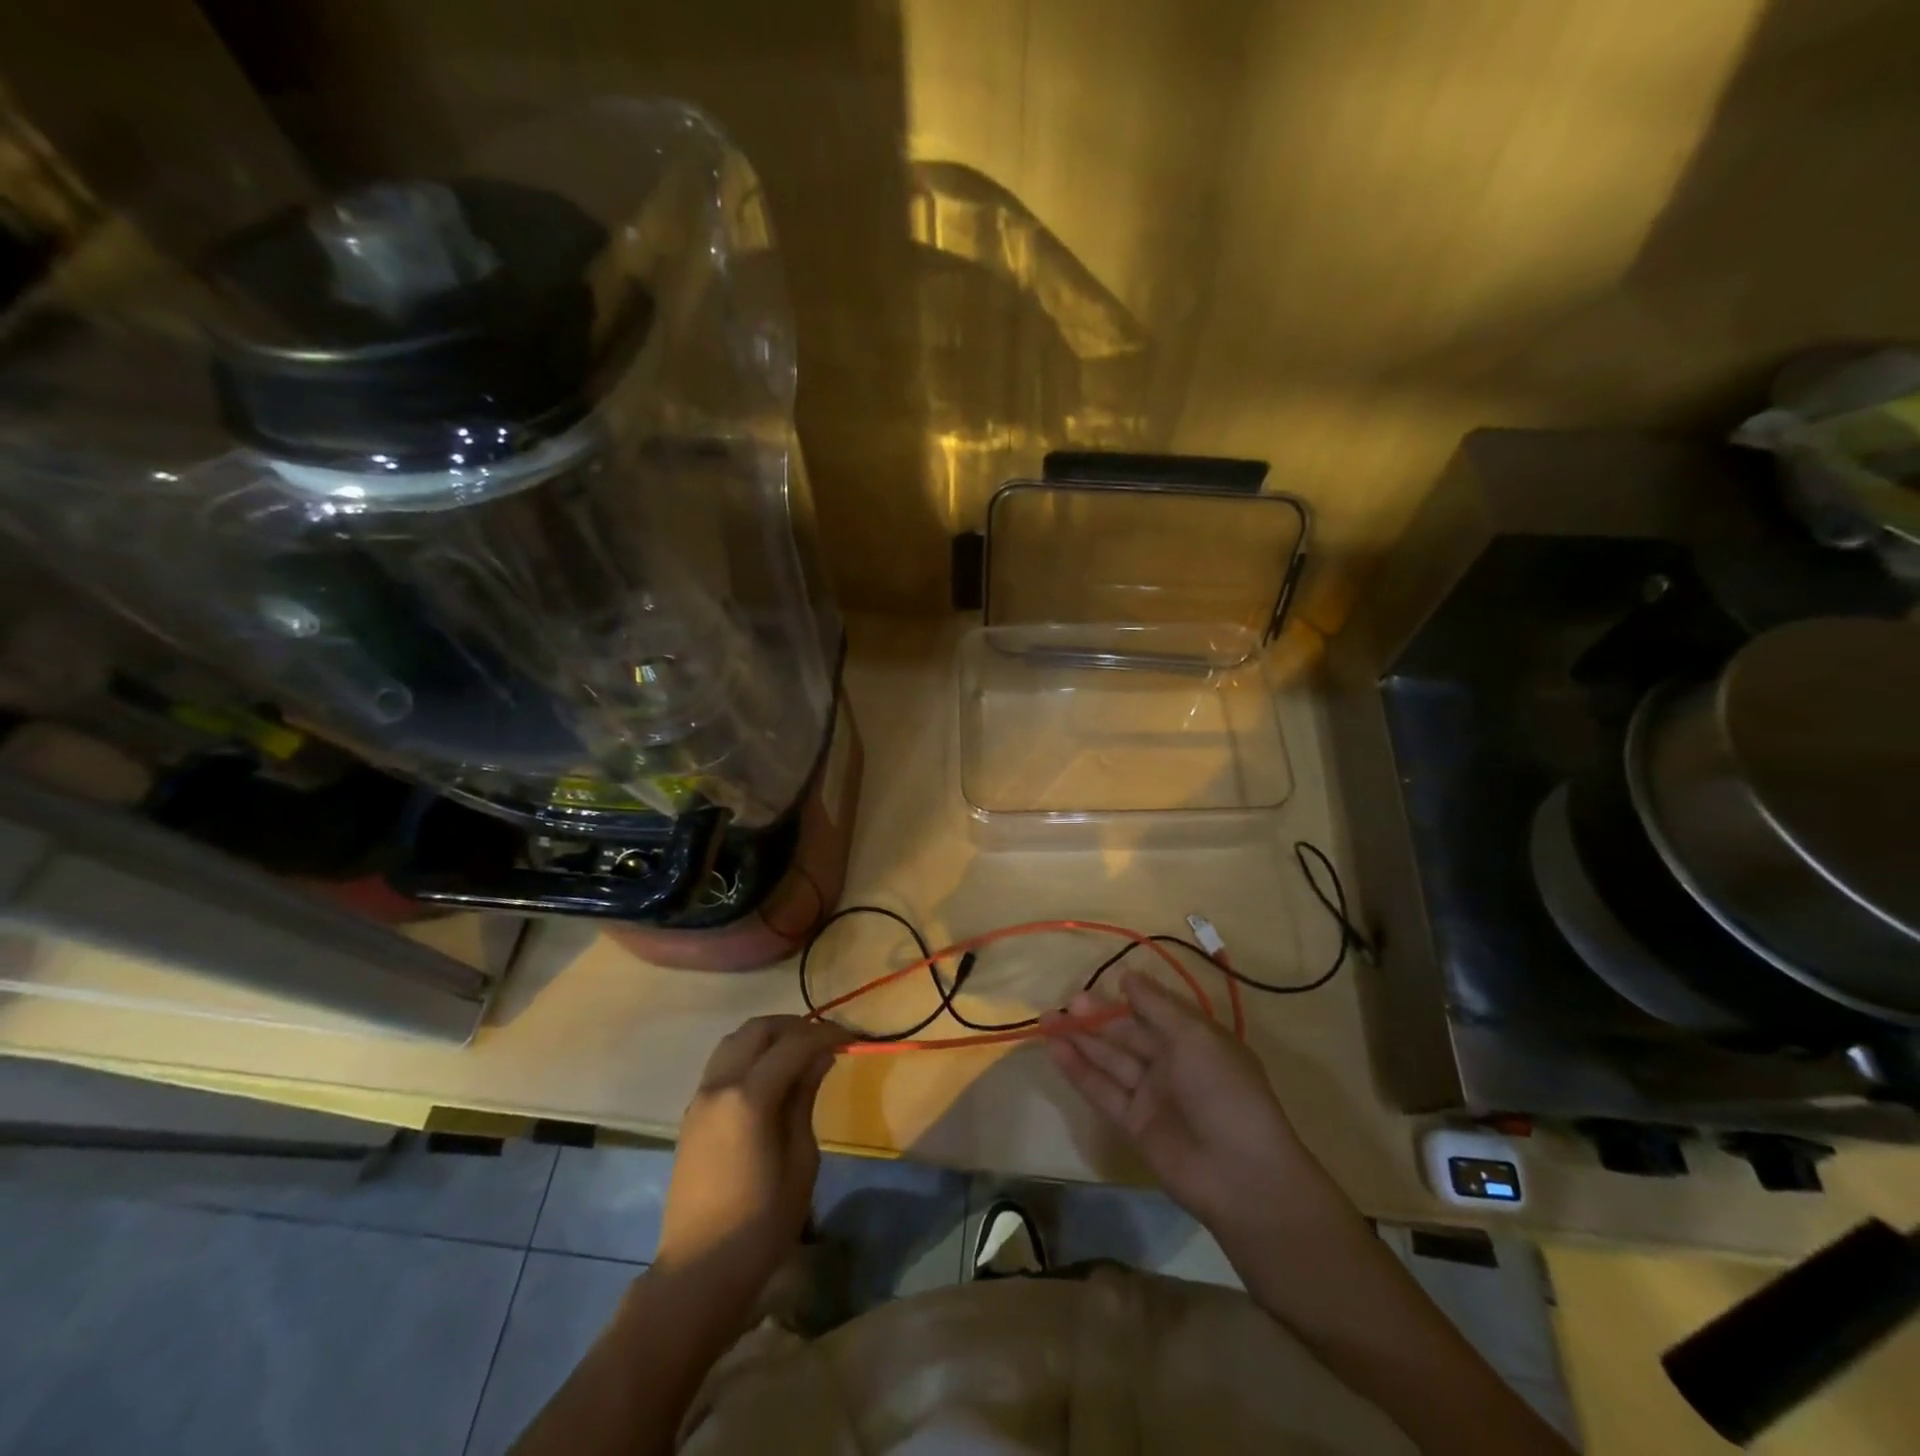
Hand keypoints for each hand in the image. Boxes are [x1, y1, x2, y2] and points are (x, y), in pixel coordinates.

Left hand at [656, 1015, 847, 1305]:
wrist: (699, 1273)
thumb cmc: (761, 1223)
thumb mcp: (801, 1161)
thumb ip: (805, 1099)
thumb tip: (820, 1058)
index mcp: (748, 1098)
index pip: (793, 1044)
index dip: (825, 1034)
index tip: (850, 1038)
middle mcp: (719, 1086)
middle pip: (757, 1030)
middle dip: (794, 1027)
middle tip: (824, 1041)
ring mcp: (700, 1099)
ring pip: (734, 1041)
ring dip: (768, 1037)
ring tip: (798, 1053)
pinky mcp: (692, 1115)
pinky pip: (722, 1064)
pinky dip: (749, 1055)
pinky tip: (771, 1077)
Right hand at [1046, 971, 1321, 1247]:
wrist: (1240, 1174)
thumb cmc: (1224, 1090)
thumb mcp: (1195, 1036)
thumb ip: (1156, 1006)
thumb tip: (1128, 976)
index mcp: (1194, 1039)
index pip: (1155, 1010)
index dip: (1129, 997)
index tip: (1102, 981)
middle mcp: (1171, 1063)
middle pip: (1127, 1034)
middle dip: (1097, 1017)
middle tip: (1066, 1003)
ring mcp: (1151, 1095)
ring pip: (1109, 1060)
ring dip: (1080, 1040)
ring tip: (1047, 1020)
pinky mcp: (1133, 1124)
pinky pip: (1102, 1090)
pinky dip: (1079, 1070)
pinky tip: (1055, 1050)